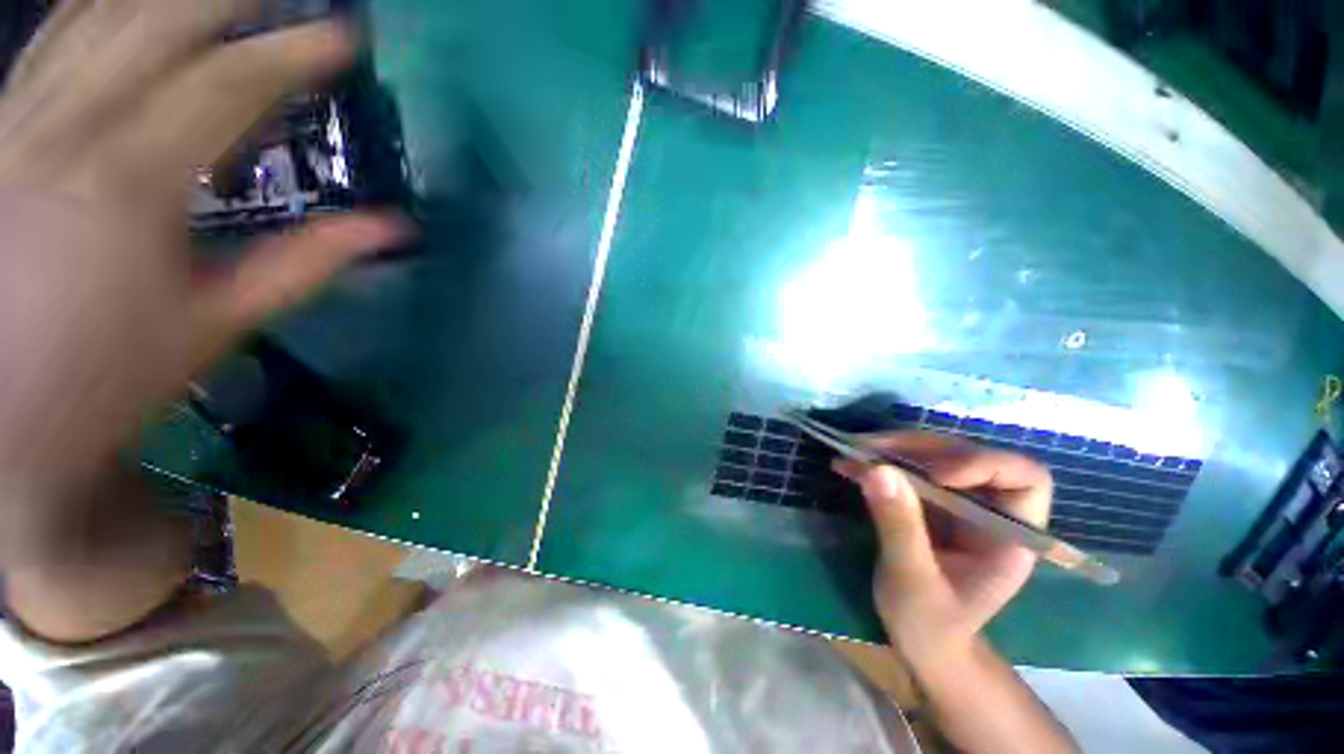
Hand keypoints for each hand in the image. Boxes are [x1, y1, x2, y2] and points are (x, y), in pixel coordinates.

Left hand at [0, 1, 407, 563]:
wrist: (1, 418)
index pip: (229, 86)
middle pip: (158, 23)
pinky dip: (100, 6)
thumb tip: (392, 231)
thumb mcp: (219, 324)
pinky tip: (134, 5)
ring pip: (98, 15)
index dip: (295, 55)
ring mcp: (21, 121)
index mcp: (130, 185)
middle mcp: (68, 130)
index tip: (348, 39)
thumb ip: (306, 263)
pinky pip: (53, 38)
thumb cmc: (112, 379)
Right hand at [835, 433, 1051, 661]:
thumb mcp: (913, 580)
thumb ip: (899, 526)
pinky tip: (846, 466)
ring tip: (851, 451)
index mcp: (1009, 536)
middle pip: (966, 456)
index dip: (984, 464)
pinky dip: (876, 463)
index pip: (1024, 479)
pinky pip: (905, 470)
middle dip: (918, 448)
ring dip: (891, 449)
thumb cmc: (930, 625)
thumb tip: (877, 469)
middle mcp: (987, 510)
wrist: (921, 642)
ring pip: (932, 456)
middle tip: (869, 449)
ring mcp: (956, 503)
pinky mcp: (927, 503)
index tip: (936, 474)